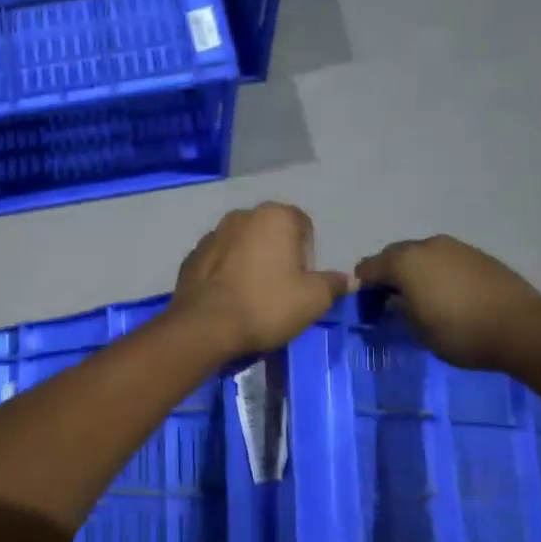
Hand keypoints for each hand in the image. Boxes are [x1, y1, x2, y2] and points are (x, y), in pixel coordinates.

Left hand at [172, 203, 353, 355]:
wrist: (205, 326)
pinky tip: (229, 298)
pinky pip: (219, 261)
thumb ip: (333, 284)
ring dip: (250, 262)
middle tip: (280, 290)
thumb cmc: (267, 305)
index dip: (308, 255)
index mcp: (274, 216)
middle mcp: (241, 215)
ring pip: (242, 245)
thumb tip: (349, 279)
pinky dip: (226, 273)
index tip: (302, 282)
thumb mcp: (314, 299)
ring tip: (252, 296)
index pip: (303, 226)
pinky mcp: (191, 256)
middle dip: (278, 256)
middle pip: (271, 233)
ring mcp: (212, 234)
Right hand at [355, 236, 540, 370]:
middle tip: (391, 300)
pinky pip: (446, 259)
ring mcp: (456, 247)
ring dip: (415, 271)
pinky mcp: (479, 255)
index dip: (362, 286)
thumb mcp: (419, 330)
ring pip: (422, 255)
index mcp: (405, 262)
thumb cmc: (461, 333)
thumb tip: (393, 299)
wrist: (523, 329)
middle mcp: (427, 246)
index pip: (368, 268)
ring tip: (422, 297)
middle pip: (394, 255)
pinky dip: (438, 272)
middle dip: (388, 274)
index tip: (366, 306)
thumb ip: (399, 310)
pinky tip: (449, 294)